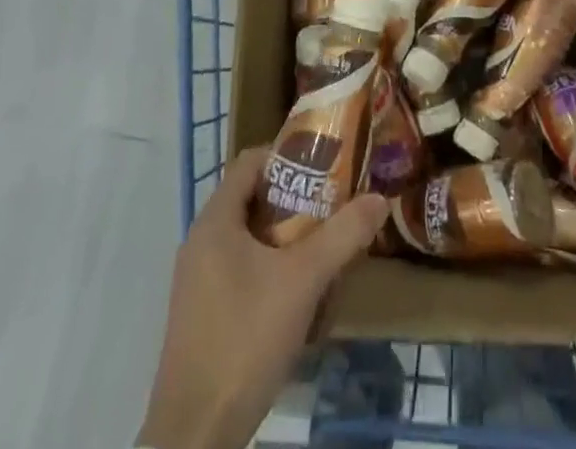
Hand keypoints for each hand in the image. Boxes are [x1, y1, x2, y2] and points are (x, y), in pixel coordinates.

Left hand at [138, 148, 389, 448]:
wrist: (196, 435)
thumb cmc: (245, 338)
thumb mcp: (304, 281)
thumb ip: (343, 235)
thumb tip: (380, 198)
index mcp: (215, 221)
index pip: (251, 162)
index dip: (289, 155)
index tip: (325, 165)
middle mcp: (200, 242)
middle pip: (252, 199)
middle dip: (295, 200)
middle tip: (333, 206)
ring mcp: (197, 281)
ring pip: (248, 238)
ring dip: (285, 239)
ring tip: (323, 250)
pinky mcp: (201, 314)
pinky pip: (240, 270)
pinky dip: (270, 269)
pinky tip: (298, 296)